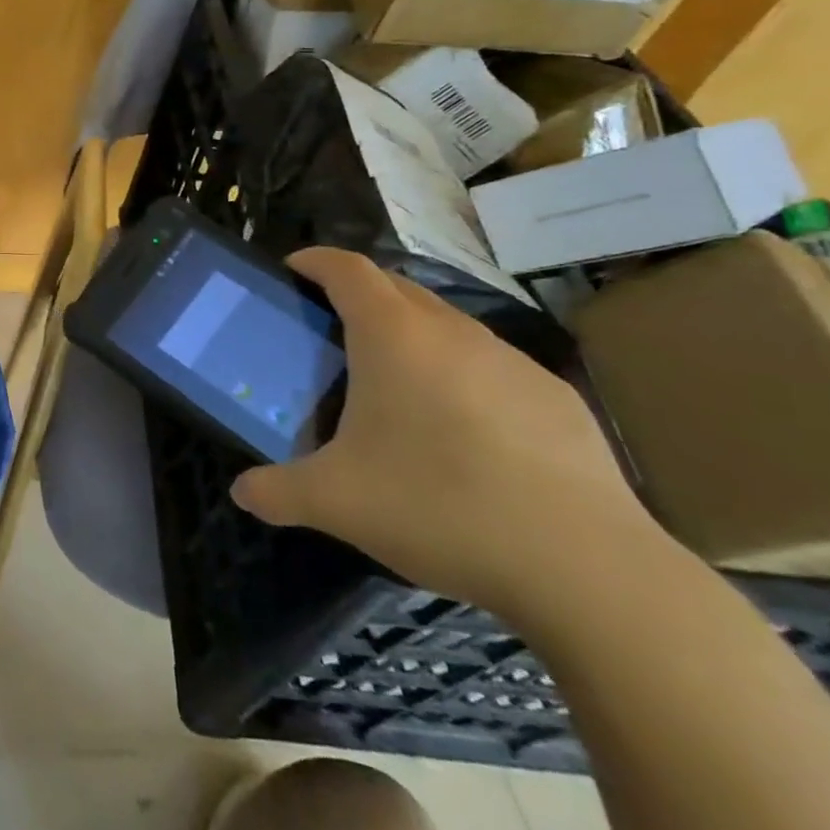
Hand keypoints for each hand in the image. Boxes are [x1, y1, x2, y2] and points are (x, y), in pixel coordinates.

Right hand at [232, 248, 657, 623]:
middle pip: (396, 288)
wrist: (586, 567)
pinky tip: (462, 431)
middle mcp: (453, 332)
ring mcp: (512, 362)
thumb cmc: (438, 507)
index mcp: (393, 336)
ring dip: (412, 334)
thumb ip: (276, 491)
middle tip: (330, 330)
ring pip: (447, 325)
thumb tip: (242, 493)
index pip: (346, 269)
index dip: (315, 261)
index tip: (292, 269)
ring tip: (394, 383)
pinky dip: (460, 374)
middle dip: (358, 294)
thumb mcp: (335, 503)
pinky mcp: (557, 398)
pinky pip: (490, 365)